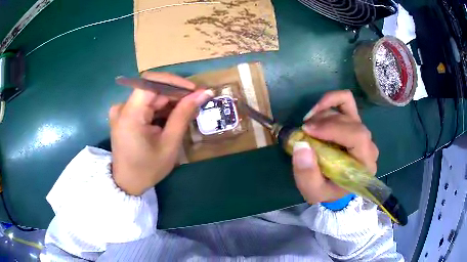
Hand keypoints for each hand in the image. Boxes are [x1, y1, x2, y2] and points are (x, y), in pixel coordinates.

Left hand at [109, 72, 212, 195]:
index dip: (174, 81)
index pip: (151, 81)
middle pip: (152, 89)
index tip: (194, 90)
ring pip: (150, 97)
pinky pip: (144, 105)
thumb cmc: (148, 168)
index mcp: (130, 114)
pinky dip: (159, 109)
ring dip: (169, 102)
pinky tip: (171, 119)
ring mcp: (121, 111)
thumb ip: (184, 114)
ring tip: (186, 113)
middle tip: (195, 104)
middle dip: (175, 94)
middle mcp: (122, 107)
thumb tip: (204, 93)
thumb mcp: (169, 143)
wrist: (127, 184)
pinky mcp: (124, 115)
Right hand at [292, 90, 378, 203]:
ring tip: (308, 126)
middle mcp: (368, 145)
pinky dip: (331, 100)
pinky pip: (346, 101)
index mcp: (365, 164)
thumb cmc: (327, 191)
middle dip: (325, 122)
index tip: (308, 131)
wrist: (335, 188)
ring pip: (347, 110)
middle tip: (304, 130)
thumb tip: (301, 145)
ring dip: (324, 114)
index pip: (358, 137)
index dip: (333, 129)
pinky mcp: (354, 123)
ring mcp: (362, 131)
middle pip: (351, 122)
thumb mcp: (313, 191)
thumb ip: (307, 174)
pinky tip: (317, 110)